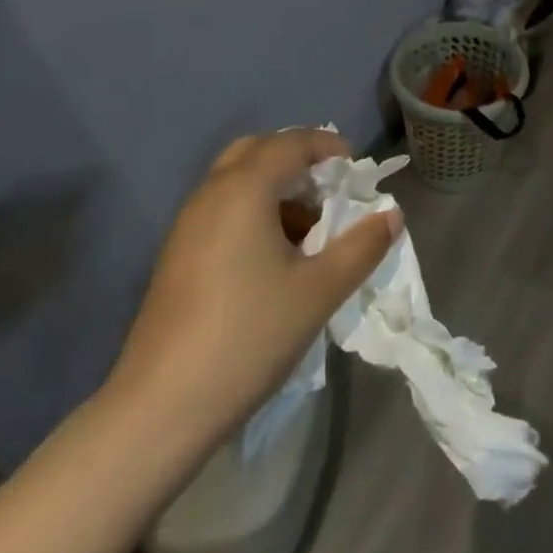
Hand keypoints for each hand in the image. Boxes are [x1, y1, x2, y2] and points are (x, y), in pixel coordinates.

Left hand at [102, 128, 401, 464]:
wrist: (159, 409)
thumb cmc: (248, 337)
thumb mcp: (319, 291)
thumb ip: (362, 246)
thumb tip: (392, 214)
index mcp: (243, 190)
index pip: (291, 142)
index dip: (328, 146)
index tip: (356, 171)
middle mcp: (211, 194)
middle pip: (258, 151)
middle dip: (298, 160)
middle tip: (329, 191)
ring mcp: (187, 225)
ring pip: (237, 180)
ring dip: (276, 188)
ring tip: (309, 230)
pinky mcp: (176, 255)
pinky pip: (222, 208)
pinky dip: (253, 211)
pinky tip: (274, 258)